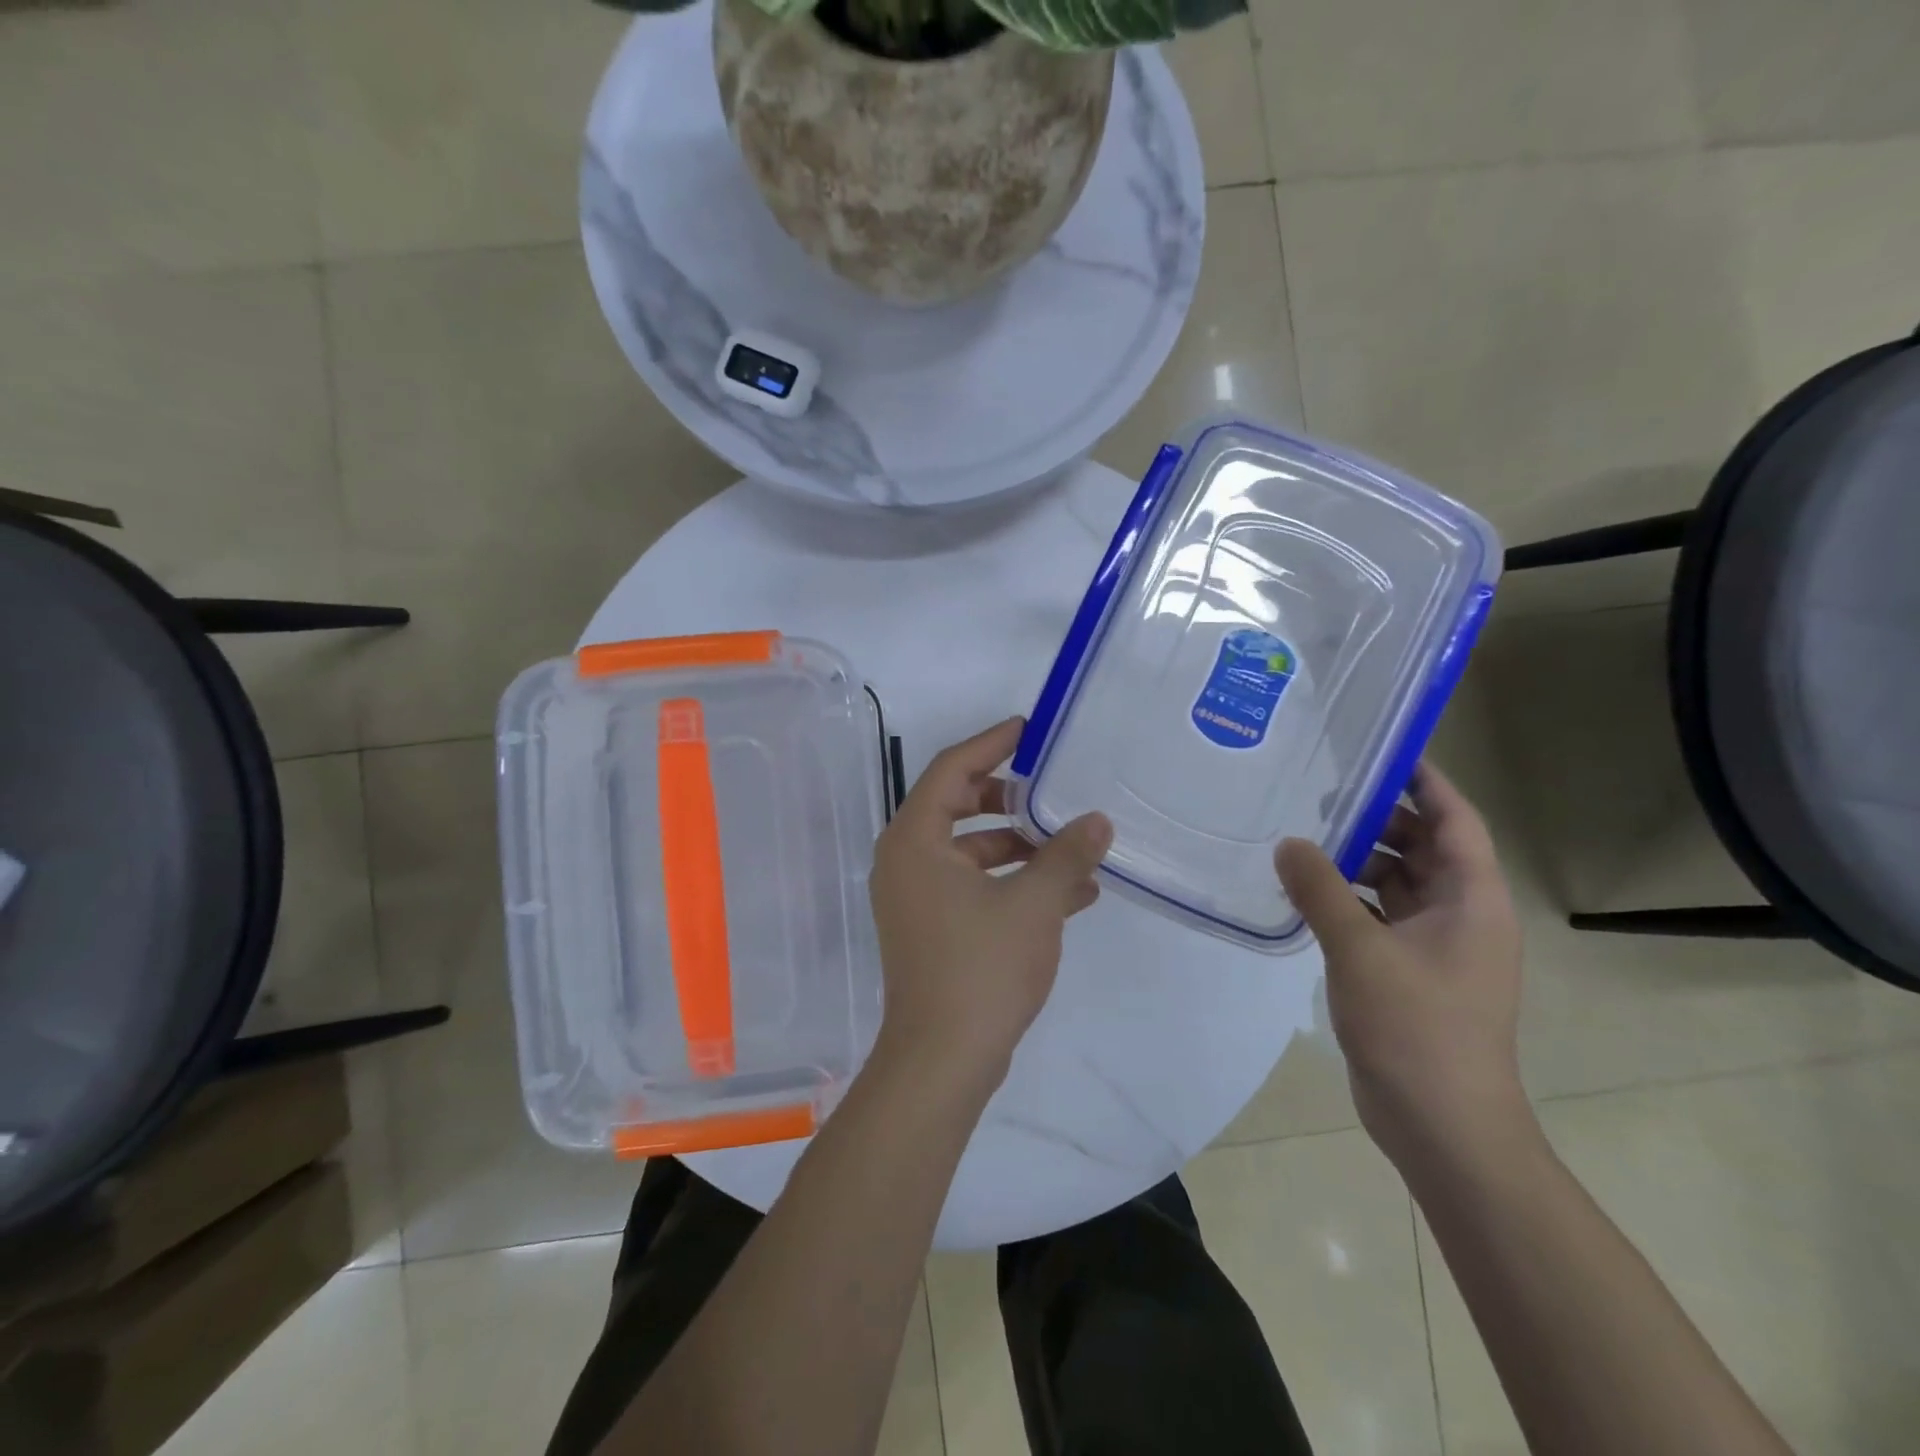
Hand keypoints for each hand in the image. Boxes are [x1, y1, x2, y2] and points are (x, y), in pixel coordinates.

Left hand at [870, 717, 1111, 1084]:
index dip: (991, 743)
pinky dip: (1013, 882)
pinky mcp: (932, 928)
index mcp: (915, 840)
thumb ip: (1066, 855)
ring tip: (1075, 849)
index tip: (1029, 729)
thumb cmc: (980, 968)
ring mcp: (916, 897)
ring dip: (1020, 847)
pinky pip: (974, 886)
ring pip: (970, 850)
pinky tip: (1071, 895)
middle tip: (1051, 790)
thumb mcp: (1034, 904)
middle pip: (958, 805)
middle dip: (1008, 798)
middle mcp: (906, 861)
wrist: (943, 1061)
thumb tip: (1097, 821)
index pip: (950, 768)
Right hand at [1275, 761, 1528, 1166]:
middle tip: (1320, 794)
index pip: (1456, 820)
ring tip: (1302, 838)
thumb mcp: (1360, 950)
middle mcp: (1460, 915)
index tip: (1383, 749)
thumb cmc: (1417, 1029)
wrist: (1442, 1126)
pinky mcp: (1408, 971)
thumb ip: (1320, 890)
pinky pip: (1378, 915)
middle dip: (1378, 819)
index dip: (1426, 781)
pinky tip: (1305, 891)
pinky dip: (1347, 898)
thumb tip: (1288, 843)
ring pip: (1397, 882)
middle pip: (1424, 847)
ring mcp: (1435, 946)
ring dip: (1356, 860)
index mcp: (1472, 901)